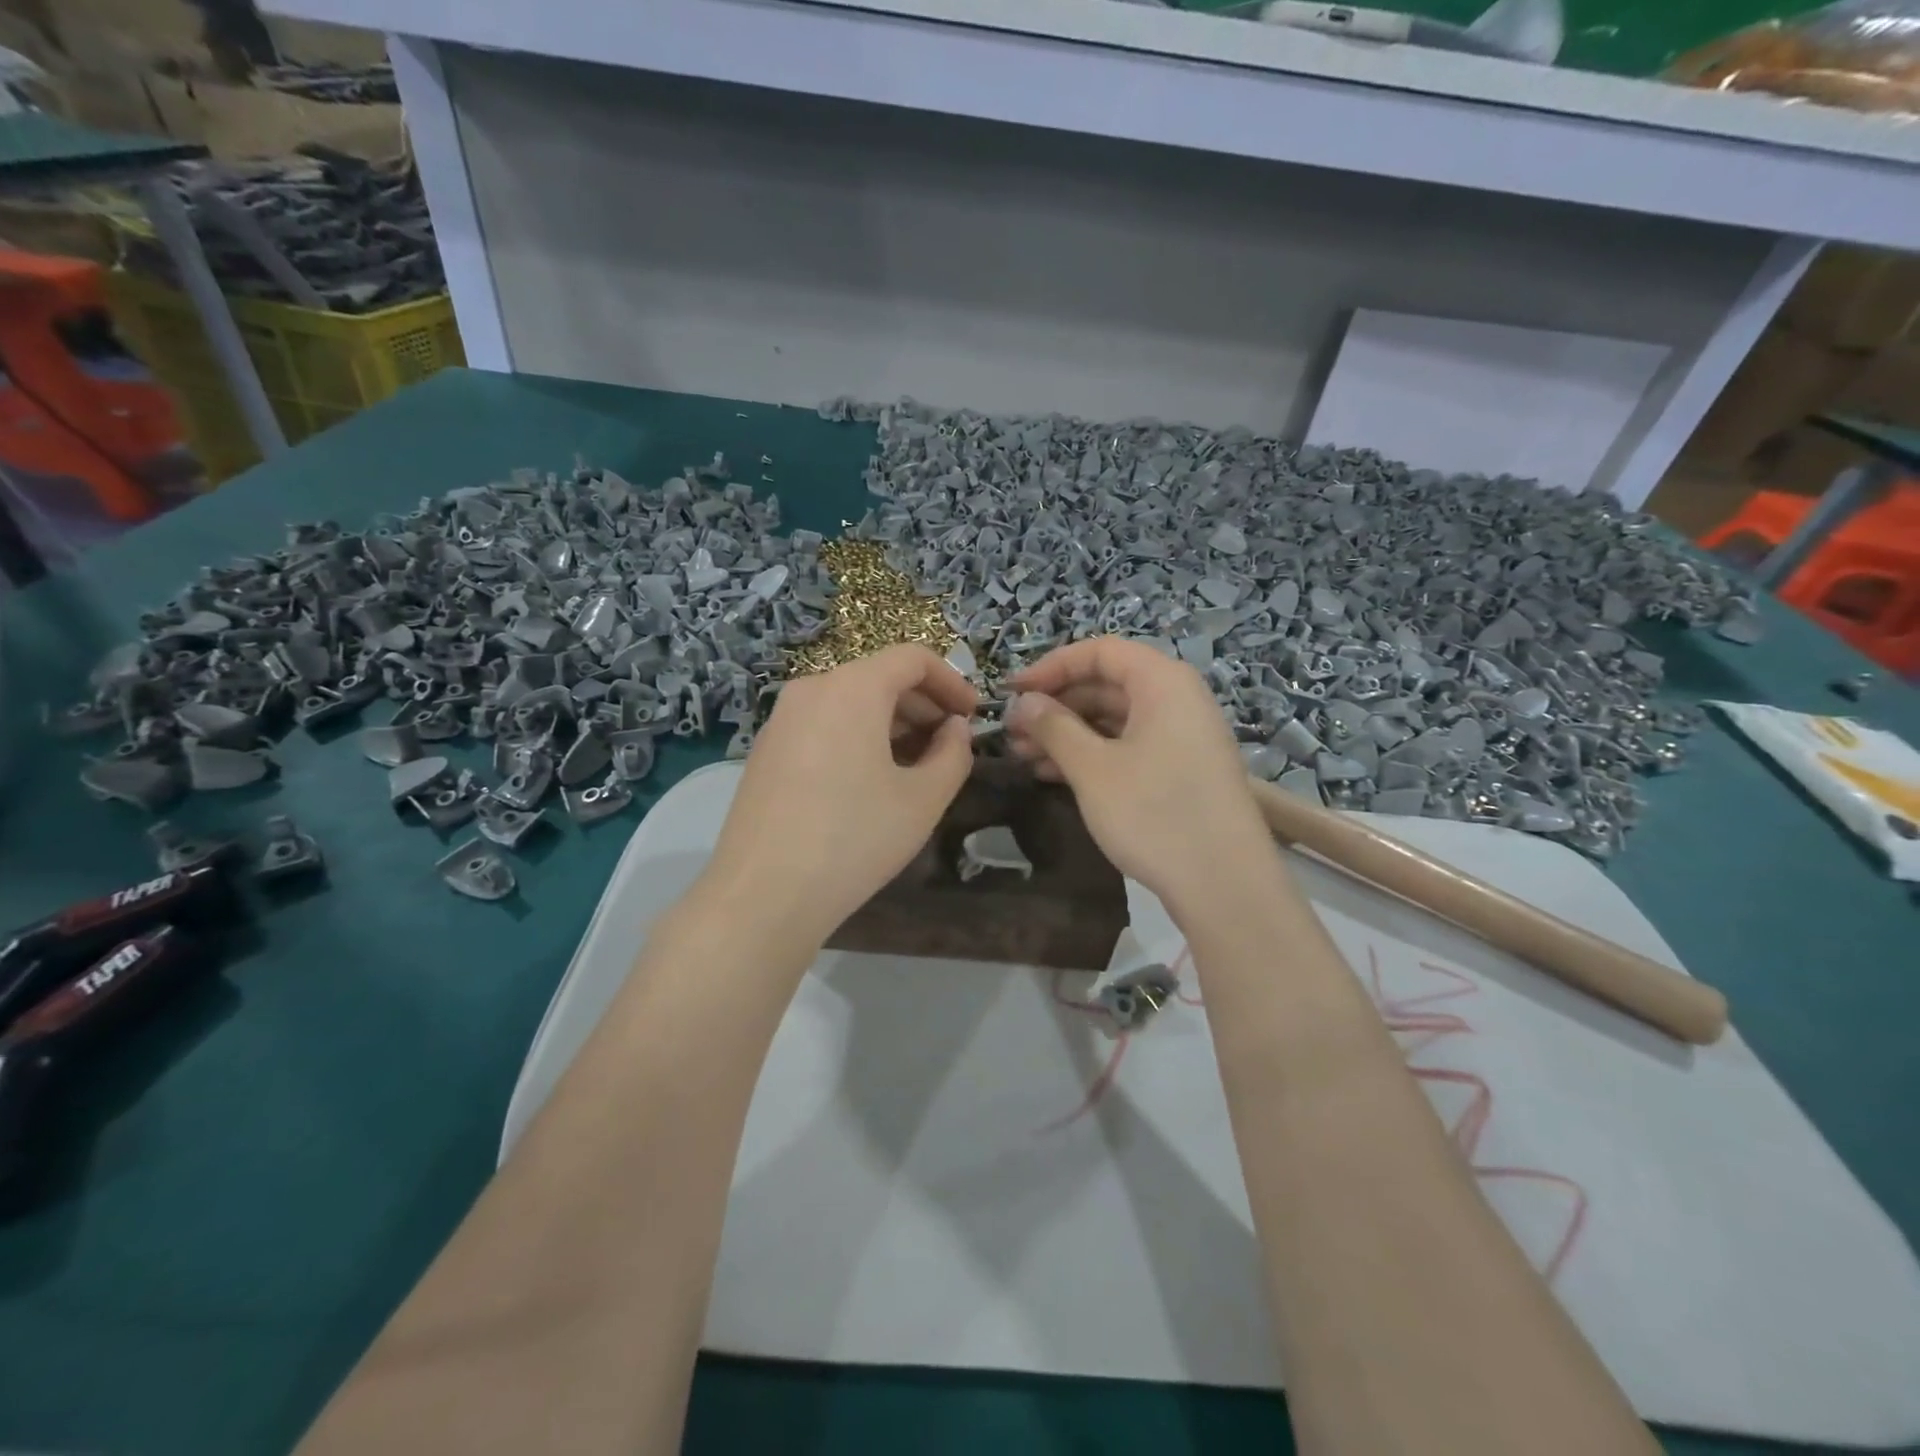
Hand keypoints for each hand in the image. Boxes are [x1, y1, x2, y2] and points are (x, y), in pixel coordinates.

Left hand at [704, 644, 977, 945]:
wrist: (762, 894)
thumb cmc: (854, 838)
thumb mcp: (923, 799)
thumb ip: (953, 754)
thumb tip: (954, 730)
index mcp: (852, 688)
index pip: (912, 658)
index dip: (952, 681)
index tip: (973, 716)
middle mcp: (812, 690)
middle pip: (879, 677)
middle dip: (923, 705)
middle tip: (950, 745)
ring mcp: (782, 720)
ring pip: (850, 702)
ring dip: (892, 723)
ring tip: (917, 766)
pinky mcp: (766, 750)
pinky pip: (824, 725)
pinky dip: (857, 737)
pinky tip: (871, 780)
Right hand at [1005, 637, 1271, 913]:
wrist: (1224, 885)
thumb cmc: (1154, 813)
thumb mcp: (1093, 768)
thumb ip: (1054, 727)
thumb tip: (1024, 701)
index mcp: (1162, 682)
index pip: (1099, 651)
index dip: (1051, 666)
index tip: (1012, 691)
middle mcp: (1177, 699)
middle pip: (1107, 684)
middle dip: (1056, 705)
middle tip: (1013, 731)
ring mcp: (1183, 737)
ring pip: (1115, 719)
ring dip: (1068, 733)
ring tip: (1023, 756)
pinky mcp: (1182, 770)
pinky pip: (1130, 746)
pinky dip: (1092, 755)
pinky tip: (1054, 776)